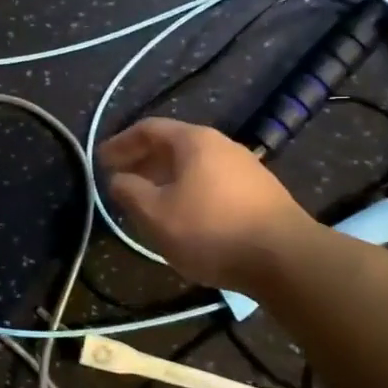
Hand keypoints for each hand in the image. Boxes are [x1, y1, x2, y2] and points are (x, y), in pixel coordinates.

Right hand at [98, 117, 312, 290]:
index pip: (149, 129)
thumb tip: (118, 179)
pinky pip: (211, 182)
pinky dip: (188, 190)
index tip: (101, 161)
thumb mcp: (156, 214)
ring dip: (165, 177)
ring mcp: (245, 168)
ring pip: (193, 165)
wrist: (286, 258)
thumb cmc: (211, 230)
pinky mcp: (260, 193)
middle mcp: (221, 145)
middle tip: (120, 179)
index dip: (121, 143)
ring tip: (148, 200)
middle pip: (173, 145)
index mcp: (194, 141)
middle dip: (142, 160)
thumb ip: (130, 192)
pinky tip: (183, 214)